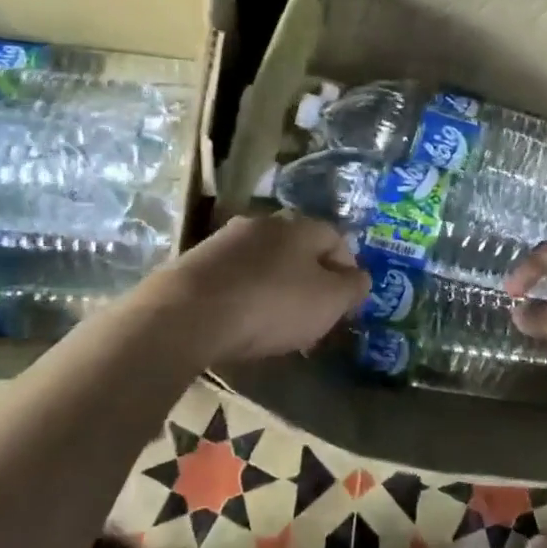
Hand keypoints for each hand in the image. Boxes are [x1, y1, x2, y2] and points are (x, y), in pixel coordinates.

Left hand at [145, 213, 370, 363]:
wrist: (186, 314)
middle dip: (311, 281)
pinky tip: (242, 322)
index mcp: (299, 225)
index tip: (346, 303)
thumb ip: (353, 287)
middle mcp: (263, 222)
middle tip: (314, 316)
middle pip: (299, 249)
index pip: (336, 239)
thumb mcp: (328, 301)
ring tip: (277, 325)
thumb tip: (360, 278)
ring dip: (277, 288)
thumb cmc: (271, 304)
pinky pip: (235, 277)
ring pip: (266, 262)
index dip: (348, 271)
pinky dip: (246, 295)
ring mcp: (225, 240)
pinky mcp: (196, 263)